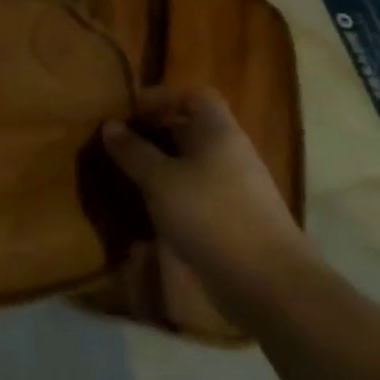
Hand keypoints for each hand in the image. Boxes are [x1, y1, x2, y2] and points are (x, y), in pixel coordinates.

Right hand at [101, 88, 311, 312]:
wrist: (268, 282)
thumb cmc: (210, 216)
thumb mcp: (160, 180)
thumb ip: (133, 151)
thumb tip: (110, 125)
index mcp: (218, 132)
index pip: (194, 96)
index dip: (161, 98)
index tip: (129, 113)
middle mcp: (231, 152)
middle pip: (192, 129)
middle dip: (155, 133)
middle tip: (120, 145)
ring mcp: (236, 187)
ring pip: (193, 163)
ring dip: (161, 166)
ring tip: (128, 177)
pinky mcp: (234, 218)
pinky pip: (197, 192)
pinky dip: (173, 194)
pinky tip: (150, 210)